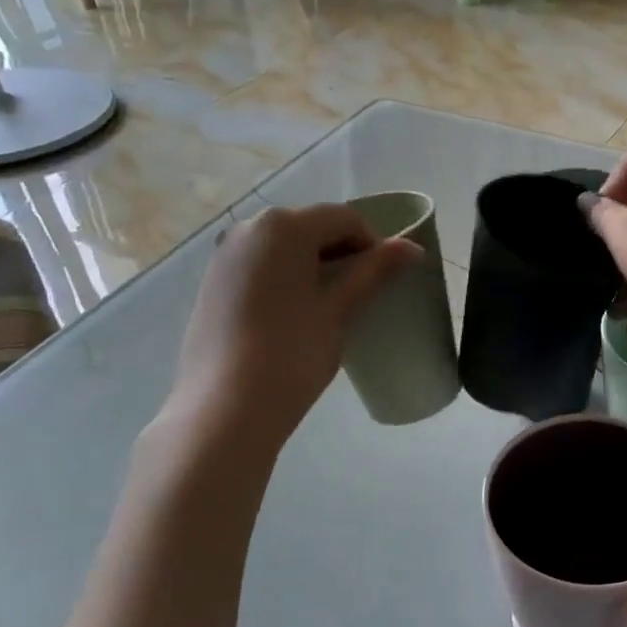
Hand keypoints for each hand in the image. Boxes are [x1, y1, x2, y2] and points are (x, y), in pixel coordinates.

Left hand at [169, 205, 415, 444]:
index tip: (386, 279)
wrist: (225, 407)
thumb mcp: (340, 310)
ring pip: (285, 247)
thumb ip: (374, 272)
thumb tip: (412, 248)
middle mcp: (249, 228)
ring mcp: (225, 255)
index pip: (344, 218)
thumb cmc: (292, 354)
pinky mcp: (213, 282)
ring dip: (314, 265)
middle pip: (311, 227)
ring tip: (331, 306)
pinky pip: (261, 265)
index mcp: (284, 227)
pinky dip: (286, 277)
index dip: (373, 244)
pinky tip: (295, 315)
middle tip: (362, 293)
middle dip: (342, 252)